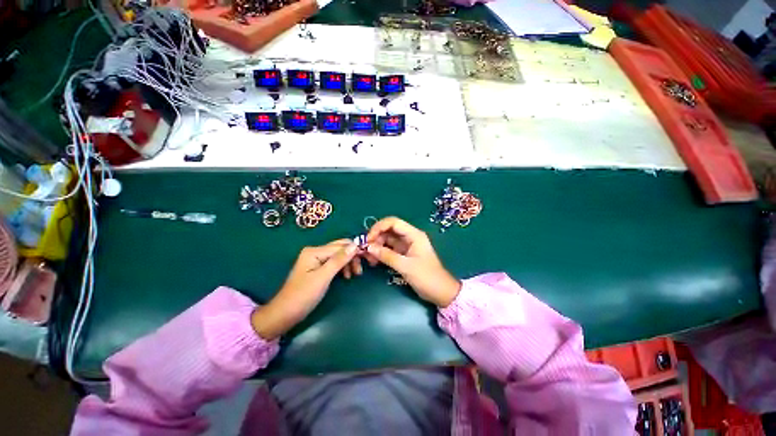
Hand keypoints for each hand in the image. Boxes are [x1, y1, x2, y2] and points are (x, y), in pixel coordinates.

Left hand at [251, 240, 357, 339]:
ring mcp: (316, 259)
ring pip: (339, 255)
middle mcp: (315, 251)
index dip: (355, 250)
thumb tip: (355, 245)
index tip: (368, 258)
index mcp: (315, 251)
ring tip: (355, 275)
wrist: (284, 314)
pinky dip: (342, 267)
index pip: (340, 246)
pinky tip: (346, 276)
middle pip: (340, 248)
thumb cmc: (303, 296)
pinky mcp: (317, 267)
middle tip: (360, 270)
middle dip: (352, 256)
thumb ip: (339, 260)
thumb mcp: (323, 277)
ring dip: (348, 262)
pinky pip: (334, 262)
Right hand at [365, 217, 460, 307]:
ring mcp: (406, 246)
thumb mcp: (406, 266)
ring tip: (370, 259)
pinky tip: (375, 261)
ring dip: (377, 246)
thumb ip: (387, 256)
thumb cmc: (426, 277)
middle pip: (389, 230)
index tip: (368, 239)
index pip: (393, 222)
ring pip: (388, 240)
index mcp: (414, 235)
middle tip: (366, 250)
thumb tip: (369, 247)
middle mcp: (409, 237)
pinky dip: (381, 253)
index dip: (379, 227)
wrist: (440, 292)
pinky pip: (389, 249)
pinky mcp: (404, 254)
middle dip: (376, 238)